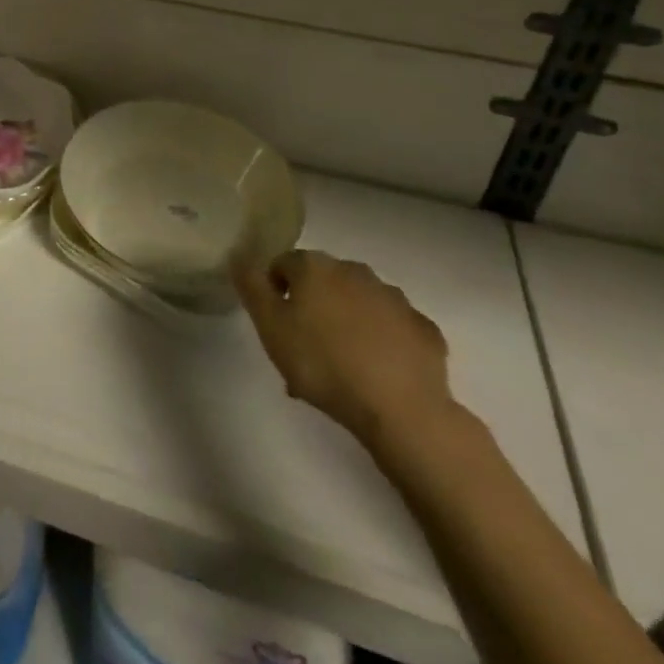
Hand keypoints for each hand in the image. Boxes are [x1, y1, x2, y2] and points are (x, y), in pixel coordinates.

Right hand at [235, 249, 453, 451]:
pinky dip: (384, 341)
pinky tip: (379, 372)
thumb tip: (238, 253)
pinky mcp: (425, 330)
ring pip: (360, 304)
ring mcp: (395, 299)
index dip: (274, 291)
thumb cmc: (323, 364)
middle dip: (313, 307)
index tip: (275, 325)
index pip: (283, 264)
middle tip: (305, 349)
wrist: (402, 410)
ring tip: (342, 368)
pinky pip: (394, 329)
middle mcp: (355, 270)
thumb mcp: (270, 327)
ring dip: (348, 323)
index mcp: (316, 267)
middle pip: (324, 282)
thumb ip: (251, 286)